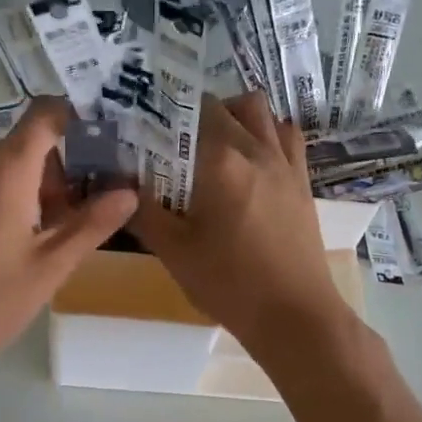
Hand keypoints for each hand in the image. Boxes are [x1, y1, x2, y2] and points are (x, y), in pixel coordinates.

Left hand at [0, 99, 138, 389]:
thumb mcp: (50, 268)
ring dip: (15, 190)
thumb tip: (129, 192)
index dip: (74, 121)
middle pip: (19, 147)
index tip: (96, 150)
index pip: (46, 113)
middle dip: (49, 175)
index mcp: (5, 169)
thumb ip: (92, 223)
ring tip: (23, 242)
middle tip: (63, 222)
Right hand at [128, 93, 349, 360]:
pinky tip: (250, 160)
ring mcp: (284, 162)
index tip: (144, 128)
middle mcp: (255, 148)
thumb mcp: (174, 252)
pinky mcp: (302, 180)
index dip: (163, 112)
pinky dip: (266, 133)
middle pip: (222, 106)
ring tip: (213, 144)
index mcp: (220, 160)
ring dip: (234, 115)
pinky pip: (286, 135)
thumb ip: (143, 211)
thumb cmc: (229, 284)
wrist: (294, 315)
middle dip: (193, 114)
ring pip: (259, 110)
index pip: (187, 111)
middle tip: (172, 143)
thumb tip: (120, 182)